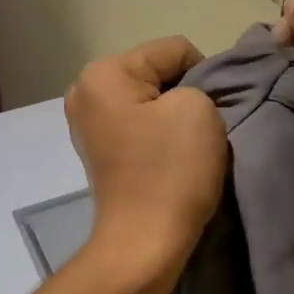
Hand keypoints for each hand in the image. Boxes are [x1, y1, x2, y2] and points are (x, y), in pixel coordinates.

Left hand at [65, 36, 228, 283]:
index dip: (204, 75)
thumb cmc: (171, 170)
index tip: (209, 113)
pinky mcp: (98, 150)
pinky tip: (167, 159)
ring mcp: (87, 123)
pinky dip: (157, 136)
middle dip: (183, 94)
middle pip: (157, 73)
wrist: (145, 243)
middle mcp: (85, 90)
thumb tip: (184, 98)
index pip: (174, 50)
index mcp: (104, 73)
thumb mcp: (198, 107)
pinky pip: (138, 125)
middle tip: (198, 130)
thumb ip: (196, 83)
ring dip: (171, 117)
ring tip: (183, 147)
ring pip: (149, 100)